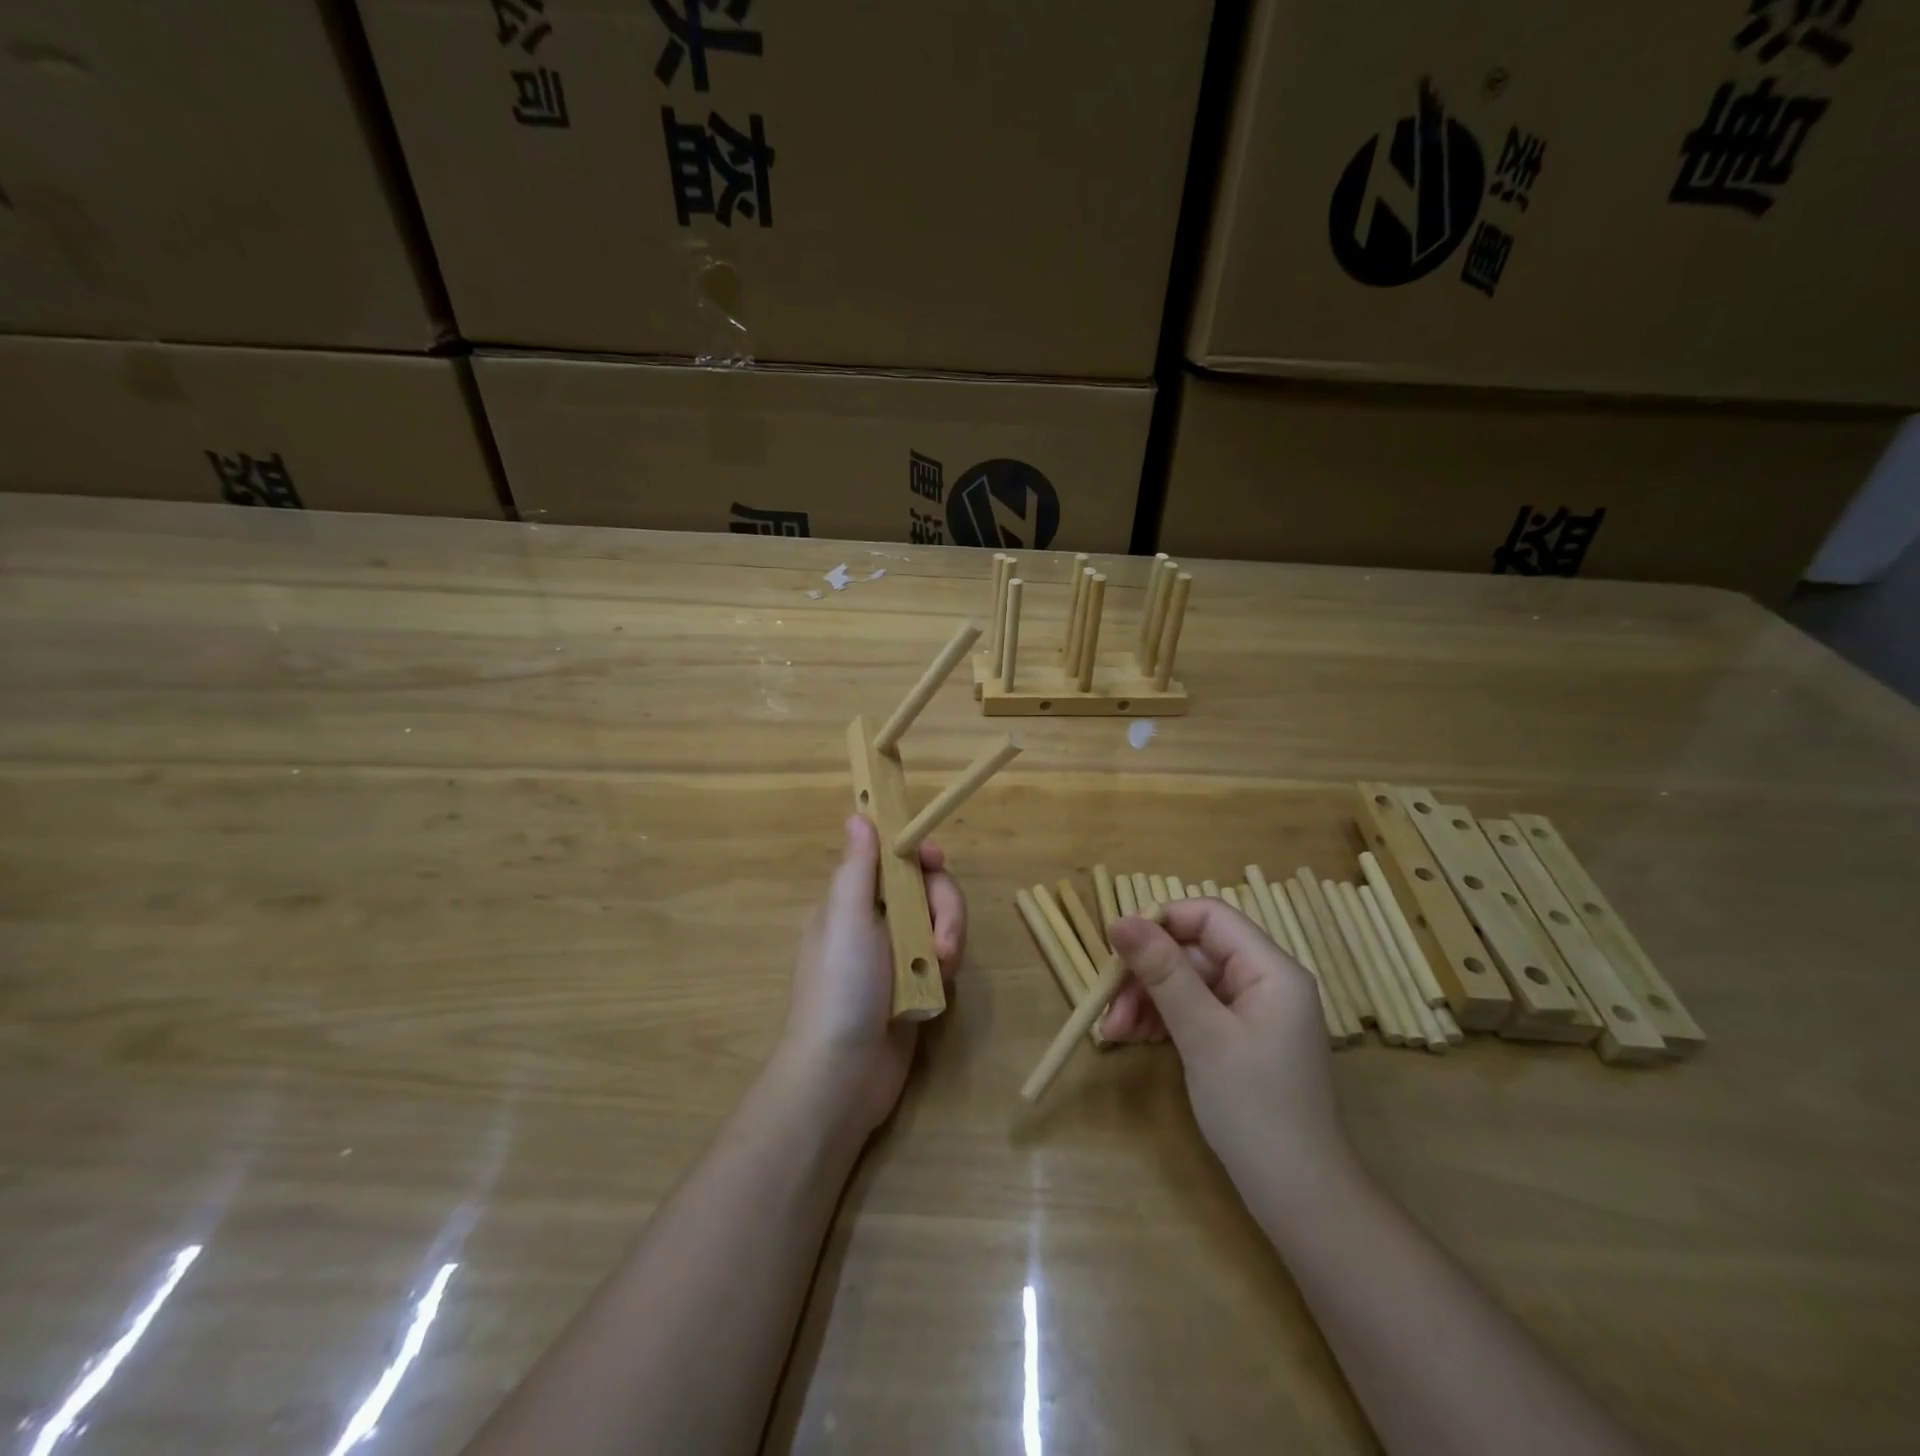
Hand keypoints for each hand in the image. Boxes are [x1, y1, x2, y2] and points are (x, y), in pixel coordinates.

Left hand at [776, 815, 966, 1137]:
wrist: (842, 1076)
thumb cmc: (840, 988)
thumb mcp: (846, 919)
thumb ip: (857, 867)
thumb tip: (857, 815)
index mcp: (851, 901)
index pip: (892, 859)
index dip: (918, 855)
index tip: (937, 861)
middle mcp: (874, 921)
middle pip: (925, 888)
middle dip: (943, 908)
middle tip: (943, 941)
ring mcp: (896, 954)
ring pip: (940, 922)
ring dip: (948, 940)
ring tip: (941, 971)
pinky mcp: (915, 984)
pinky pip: (943, 957)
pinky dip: (945, 969)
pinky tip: (938, 991)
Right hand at [1103, 898, 1347, 1195]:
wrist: (1301, 1199)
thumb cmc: (1255, 1109)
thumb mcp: (1202, 1034)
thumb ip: (1163, 972)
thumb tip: (1120, 920)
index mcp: (1271, 969)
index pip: (1209, 916)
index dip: (1160, 922)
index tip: (1116, 948)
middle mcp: (1265, 981)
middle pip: (1194, 951)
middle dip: (1147, 974)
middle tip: (1108, 1007)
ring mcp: (1254, 1012)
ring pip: (1188, 981)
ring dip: (1148, 999)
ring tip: (1114, 1033)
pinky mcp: (1241, 1040)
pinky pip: (1195, 1010)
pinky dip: (1163, 1020)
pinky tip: (1135, 1038)